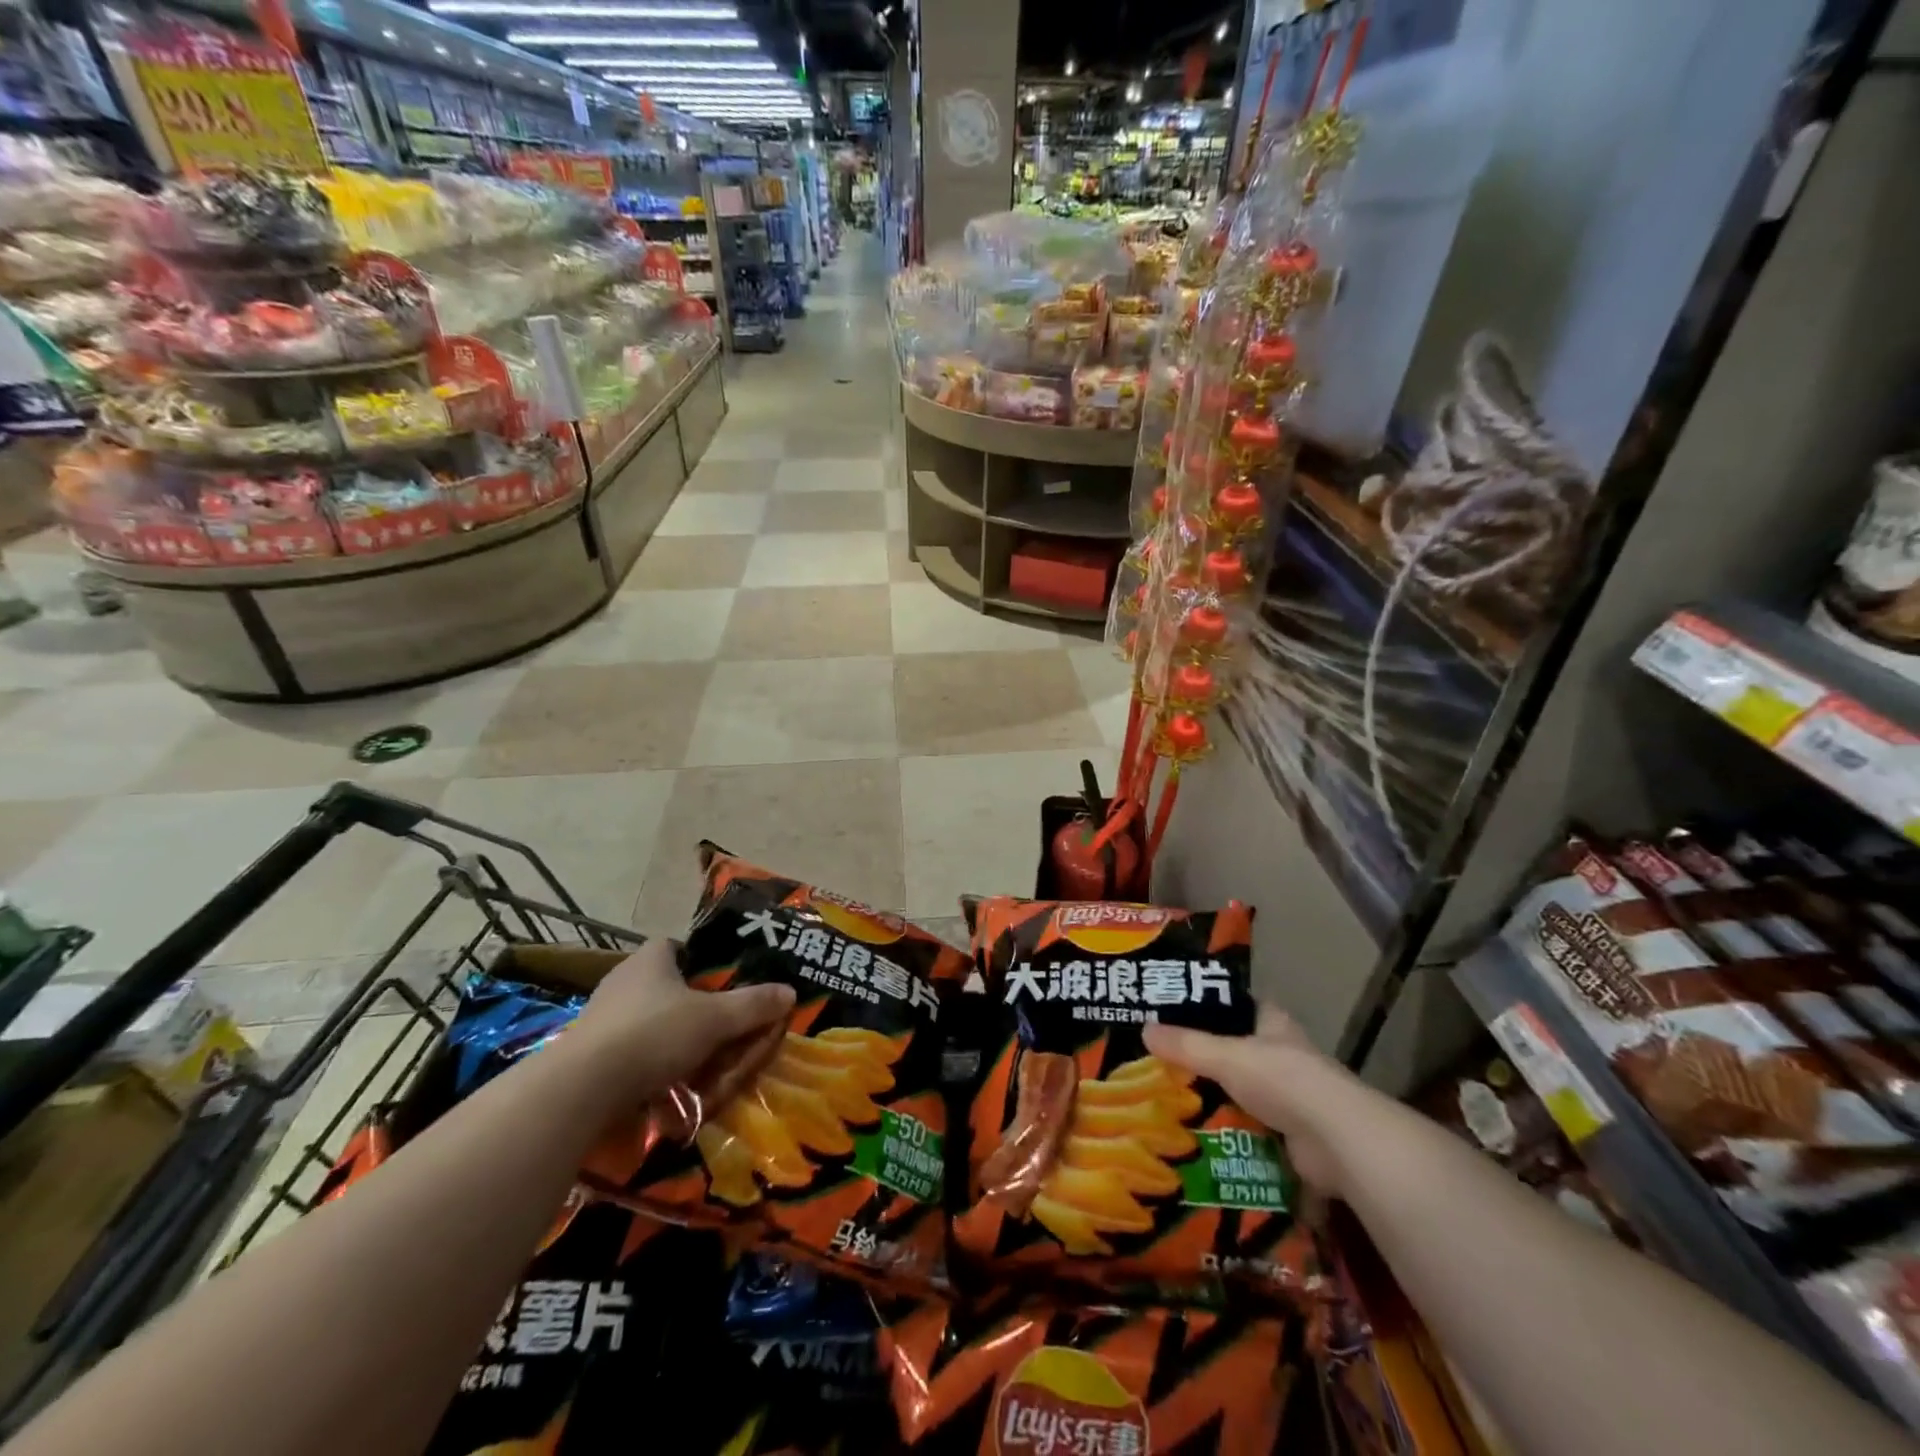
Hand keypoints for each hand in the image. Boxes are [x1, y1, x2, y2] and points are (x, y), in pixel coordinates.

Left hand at [563, 940, 794, 1116]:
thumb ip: (753, 1006)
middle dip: (690, 1008)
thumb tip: (790, 992)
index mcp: (650, 959)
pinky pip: (627, 1054)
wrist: (580, 1090)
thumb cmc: (653, 1034)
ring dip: (669, 1041)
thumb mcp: (715, 1020)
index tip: (722, 984)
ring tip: (697, 1064)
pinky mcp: (585, 1055)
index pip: (676, 947)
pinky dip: (647, 1068)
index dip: (701, 961)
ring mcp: (599, 1019)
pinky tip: (665, 1089)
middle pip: (665, 987)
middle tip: (718, 1029)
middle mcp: (621, 981)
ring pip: (646, 1023)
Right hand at [1144, 1002, 1362, 1196]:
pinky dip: (1229, 1134)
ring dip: (1217, 1100)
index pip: (1238, 1005)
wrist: (1338, 1142)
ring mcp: (1292, 1097)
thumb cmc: (1284, 1080)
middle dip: (1205, 1058)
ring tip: (1171, 1101)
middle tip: (1163, 1062)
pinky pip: (1251, 1130)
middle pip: (1237, 1050)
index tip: (1174, 1010)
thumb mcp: (1226, 1056)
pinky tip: (1198, 1137)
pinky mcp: (1292, 1135)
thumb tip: (1144, 1029)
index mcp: (1273, 1024)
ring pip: (1243, 1092)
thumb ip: (1187, 1045)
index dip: (1210, 1005)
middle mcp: (1283, 1055)